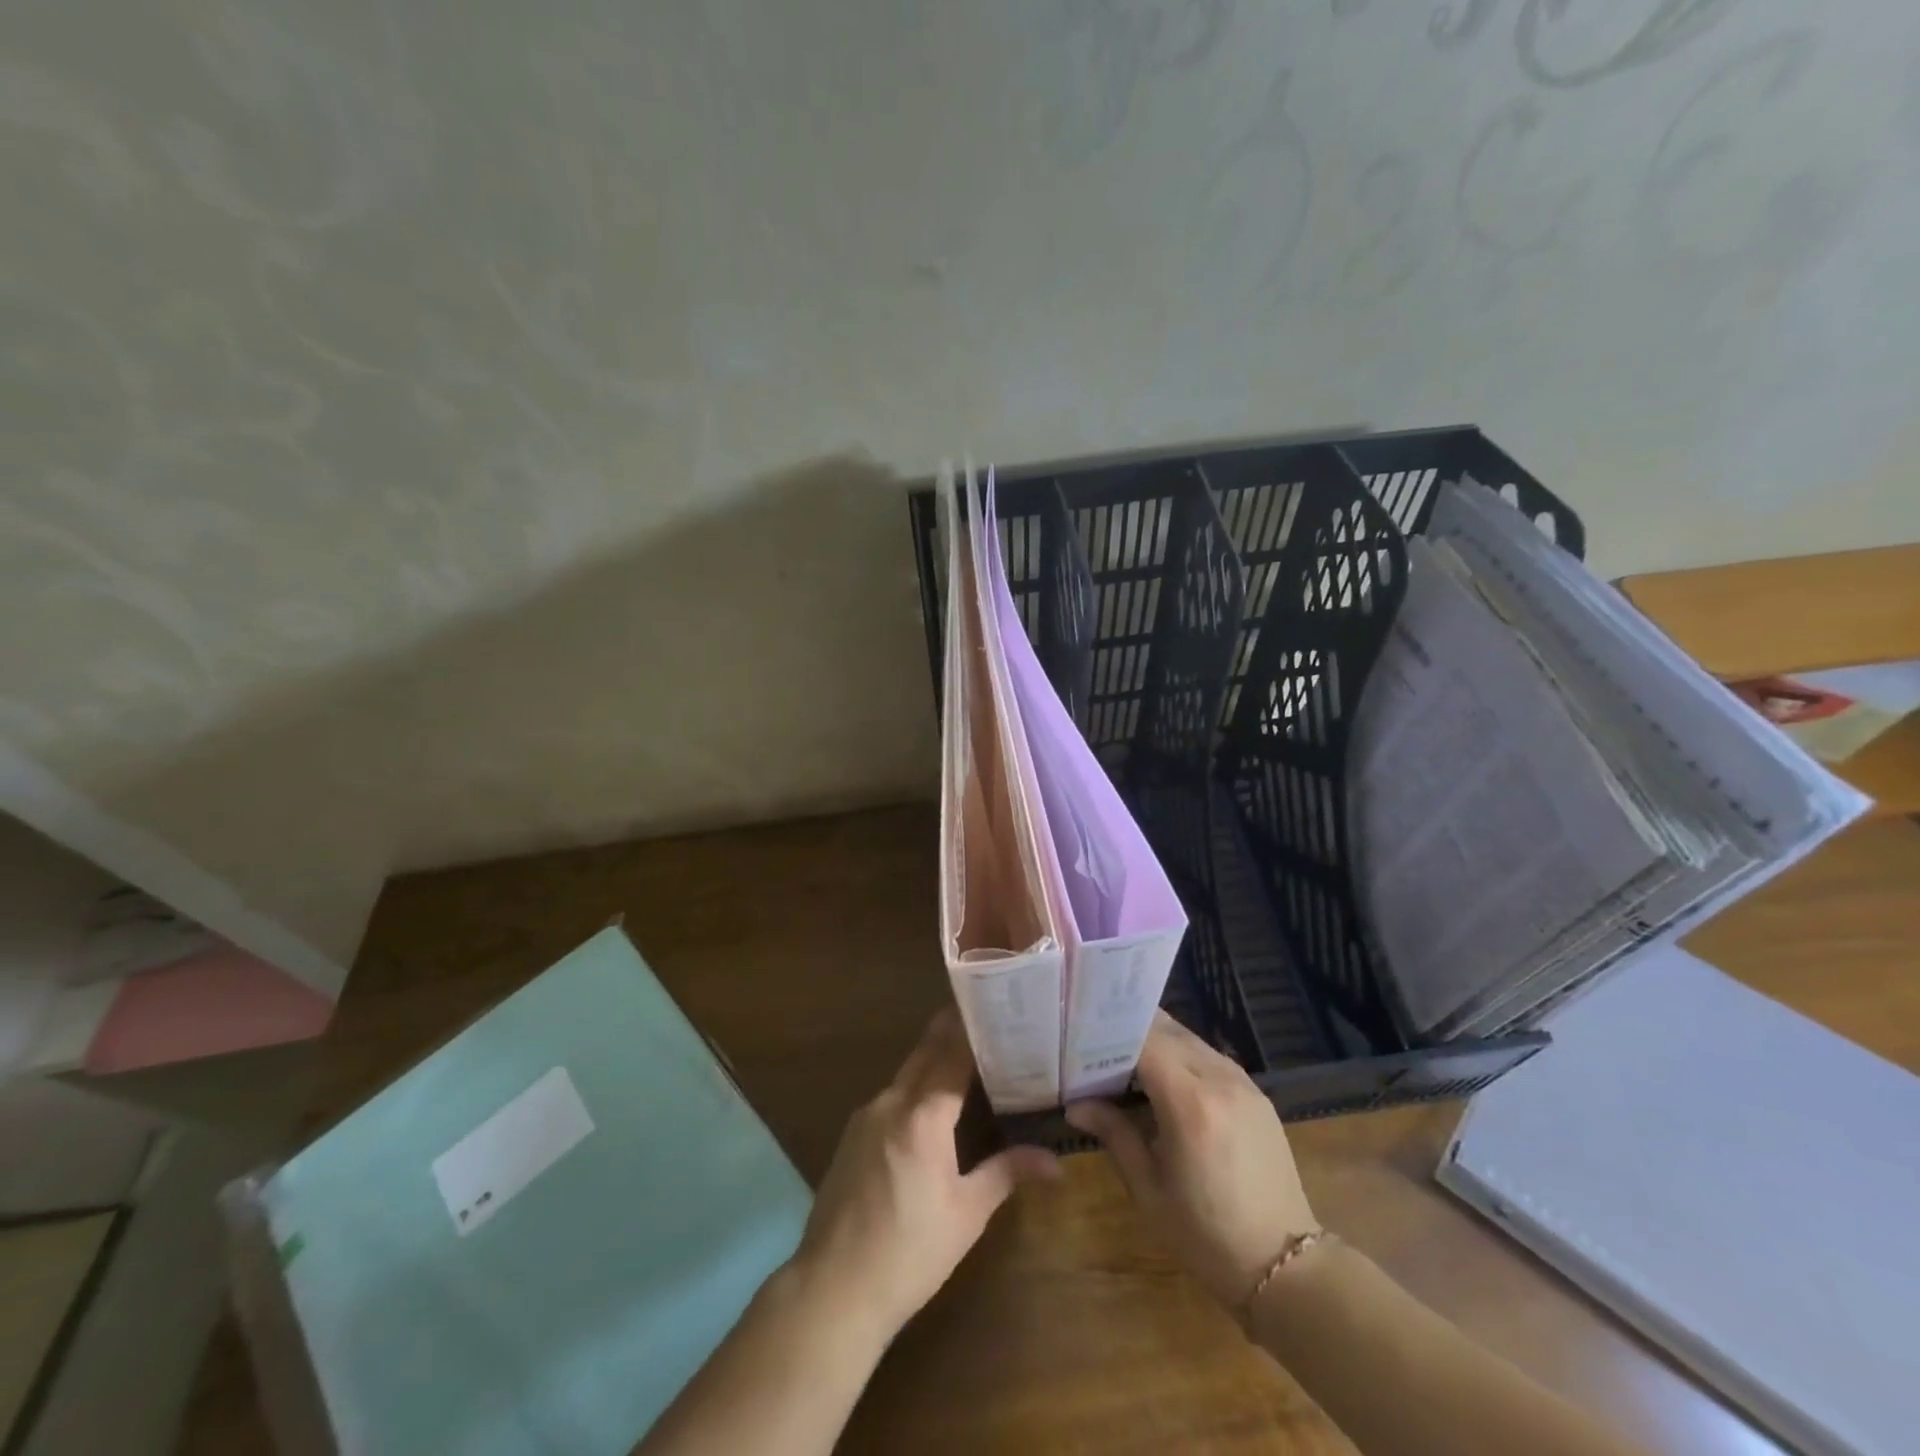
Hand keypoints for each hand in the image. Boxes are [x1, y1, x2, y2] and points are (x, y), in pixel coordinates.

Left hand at [792, 1010, 1060, 1342]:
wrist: (834, 1288)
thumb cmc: (911, 1251)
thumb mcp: (967, 1213)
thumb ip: (1007, 1172)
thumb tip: (1055, 1160)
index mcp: (923, 1115)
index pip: (952, 1054)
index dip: (972, 1029)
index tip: (992, 1005)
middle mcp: (891, 1102)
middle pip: (925, 1053)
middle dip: (951, 1031)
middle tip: (981, 1014)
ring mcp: (866, 1116)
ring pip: (906, 1074)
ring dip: (932, 1059)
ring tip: (963, 1056)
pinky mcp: (851, 1135)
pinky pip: (890, 1097)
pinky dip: (913, 1087)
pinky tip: (928, 1104)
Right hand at [1066, 1012, 1318, 1310]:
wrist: (1284, 1266)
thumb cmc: (1205, 1235)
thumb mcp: (1148, 1189)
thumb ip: (1113, 1133)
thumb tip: (1074, 1104)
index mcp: (1190, 1102)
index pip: (1143, 1039)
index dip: (1110, 1033)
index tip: (1082, 1039)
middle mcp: (1220, 1079)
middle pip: (1167, 1029)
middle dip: (1130, 1029)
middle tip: (1095, 1043)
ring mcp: (1244, 1082)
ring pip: (1189, 1038)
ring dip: (1157, 1040)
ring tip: (1125, 1058)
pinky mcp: (1257, 1093)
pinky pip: (1210, 1056)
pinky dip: (1182, 1055)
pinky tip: (1164, 1078)